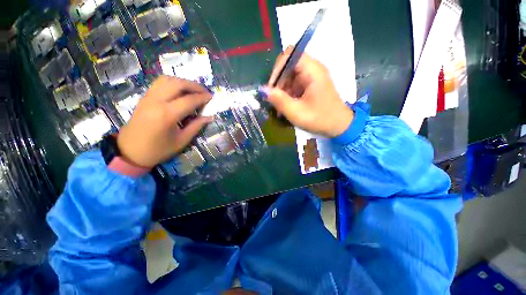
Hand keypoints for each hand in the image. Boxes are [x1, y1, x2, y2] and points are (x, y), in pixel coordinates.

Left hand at [117, 76, 212, 167]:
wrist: (130, 151)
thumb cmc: (158, 150)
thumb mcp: (181, 141)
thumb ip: (196, 126)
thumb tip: (209, 117)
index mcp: (167, 115)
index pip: (189, 100)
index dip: (202, 98)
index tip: (212, 98)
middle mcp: (156, 101)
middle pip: (178, 84)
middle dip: (194, 86)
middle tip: (205, 92)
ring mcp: (148, 97)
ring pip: (167, 79)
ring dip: (183, 82)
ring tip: (193, 90)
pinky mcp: (145, 98)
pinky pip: (160, 83)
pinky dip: (173, 83)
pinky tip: (180, 91)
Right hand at [264, 46, 353, 137]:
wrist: (339, 126)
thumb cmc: (320, 119)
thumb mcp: (296, 112)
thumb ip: (279, 100)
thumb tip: (262, 89)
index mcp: (313, 70)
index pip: (290, 55)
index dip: (277, 69)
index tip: (272, 87)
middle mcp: (313, 69)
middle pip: (288, 66)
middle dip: (278, 82)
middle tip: (274, 100)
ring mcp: (312, 77)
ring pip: (290, 76)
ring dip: (282, 90)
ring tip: (280, 106)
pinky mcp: (311, 85)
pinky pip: (295, 83)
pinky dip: (288, 93)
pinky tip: (286, 106)